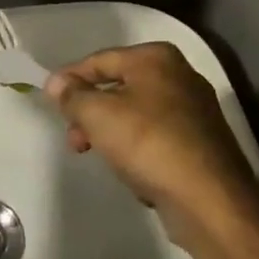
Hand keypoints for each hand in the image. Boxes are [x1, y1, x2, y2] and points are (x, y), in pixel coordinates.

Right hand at [45, 43, 258, 251]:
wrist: (209, 199)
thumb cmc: (148, 143)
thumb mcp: (98, 115)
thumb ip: (73, 95)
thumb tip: (57, 83)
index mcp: (156, 58)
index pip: (101, 60)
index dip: (71, 78)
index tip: (49, 99)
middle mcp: (180, 75)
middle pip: (119, 87)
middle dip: (90, 111)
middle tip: (73, 137)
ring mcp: (194, 110)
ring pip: (136, 113)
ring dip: (109, 131)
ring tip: (95, 155)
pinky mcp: (201, 142)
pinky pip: (155, 136)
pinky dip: (136, 147)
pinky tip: (129, 169)